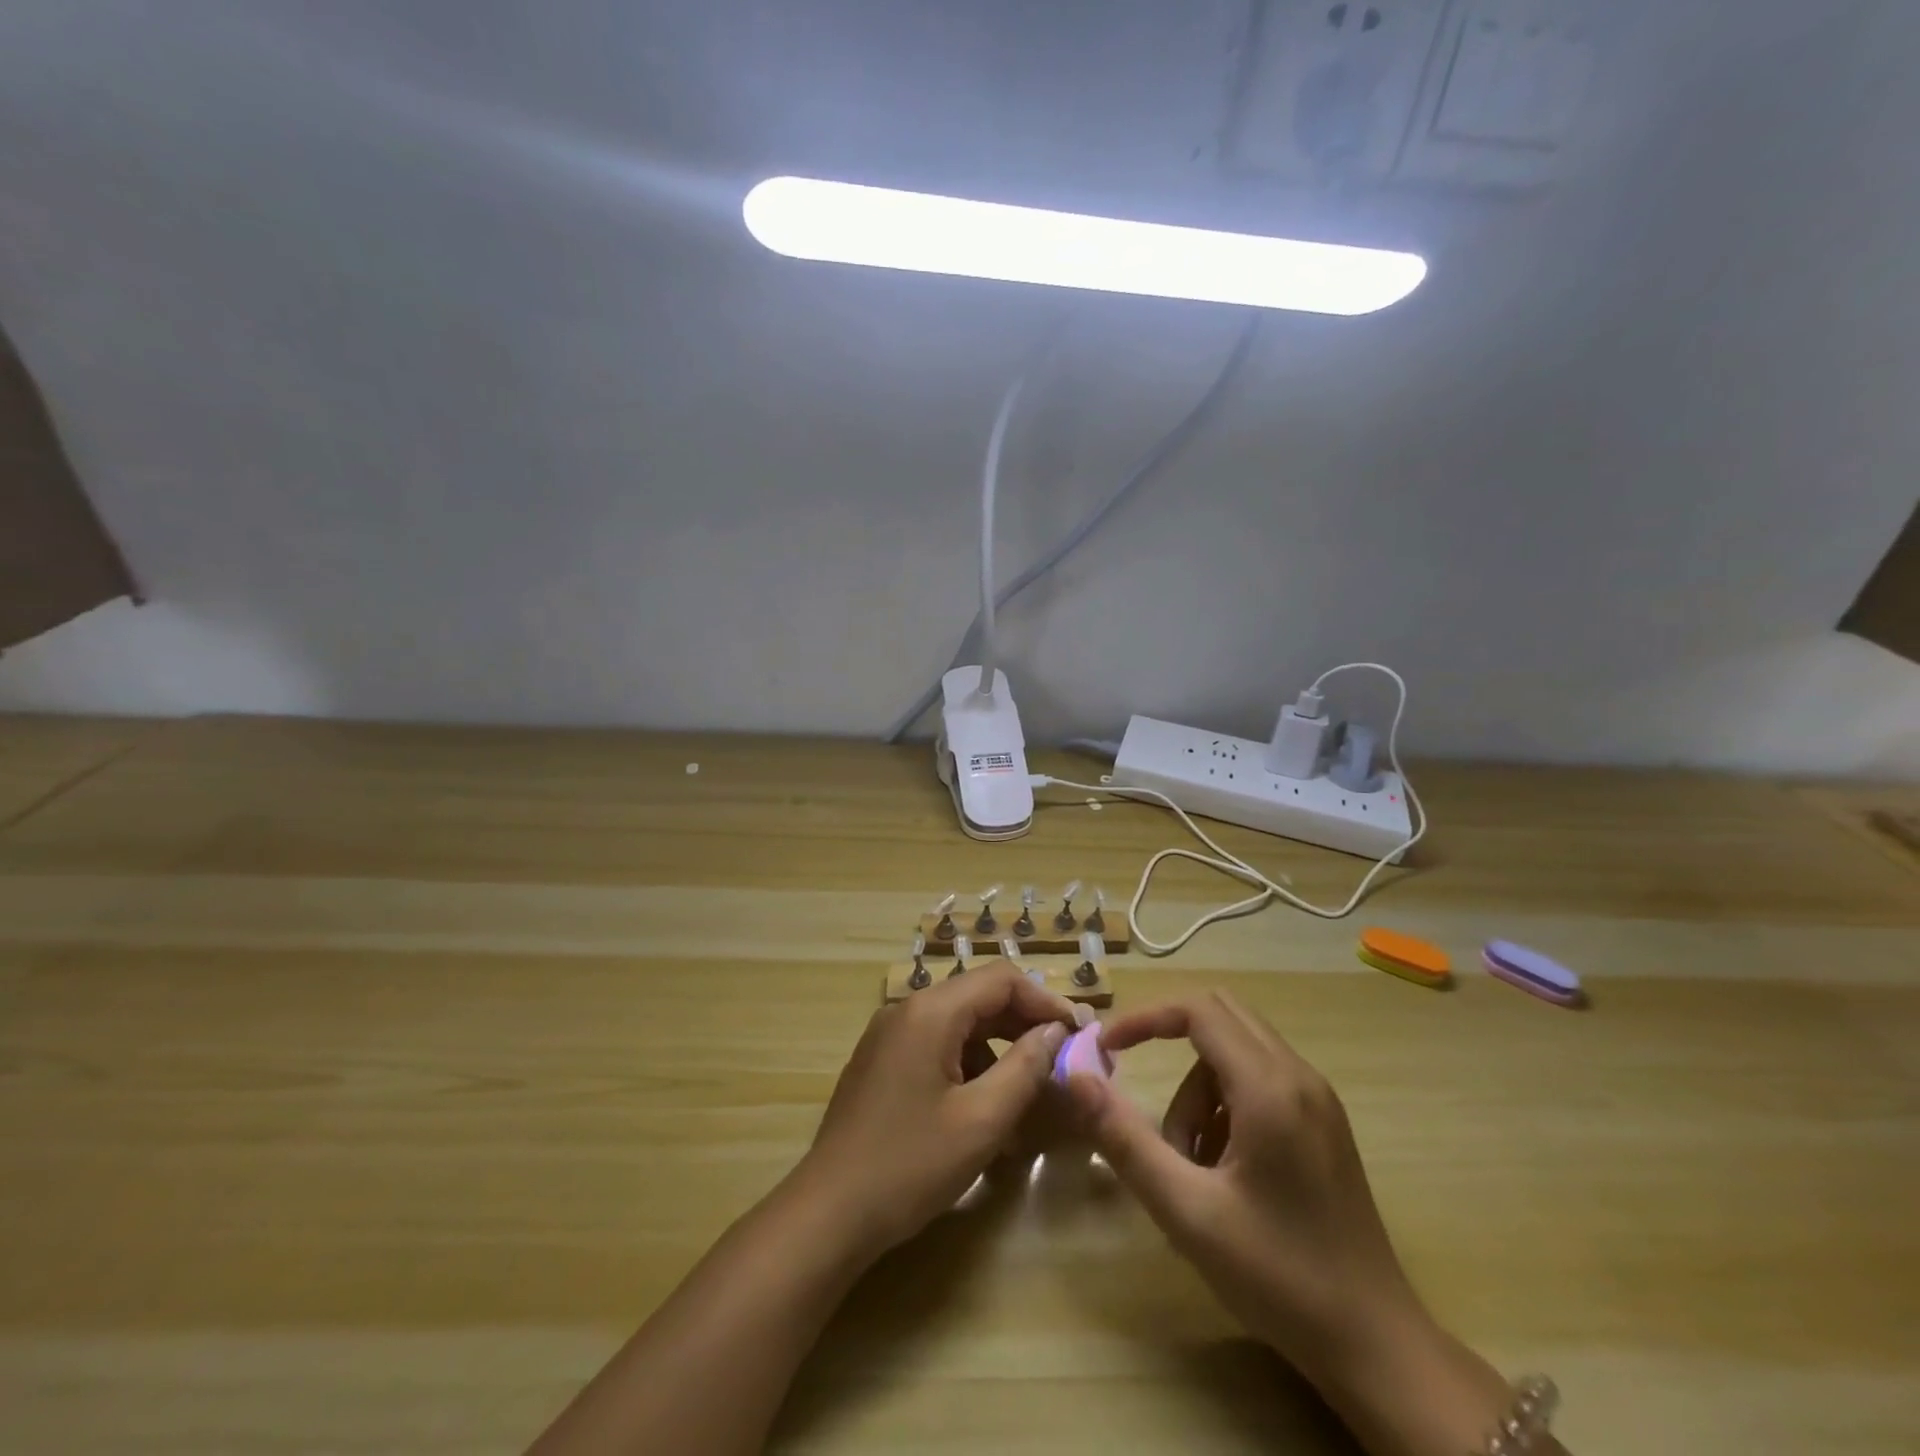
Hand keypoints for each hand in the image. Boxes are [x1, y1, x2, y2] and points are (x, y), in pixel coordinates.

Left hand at [794, 962, 1076, 1251]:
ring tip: (1030, 1090)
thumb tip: (1054, 1031)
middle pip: (979, 998)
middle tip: (1062, 1060)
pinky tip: (986, 1108)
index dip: (1044, 1001)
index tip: (1077, 1033)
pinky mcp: (883, 1062)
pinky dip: (970, 1065)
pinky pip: (937, 1047)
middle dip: (1024, 1025)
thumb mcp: (981, 1120)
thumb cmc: (910, 1164)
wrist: (828, 1213)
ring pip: (960, 1024)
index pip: (1001, 979)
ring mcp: (890, 1036)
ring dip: (999, 1048)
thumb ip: (1025, 1068)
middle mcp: (907, 1010)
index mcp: (930, 1011)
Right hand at [1065, 992, 1518, 1455]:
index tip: (1107, 1048)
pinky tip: (1224, 1168)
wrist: (1376, 1343)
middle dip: (1169, 1042)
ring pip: (1236, 1051)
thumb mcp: (1187, 1211)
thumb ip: (1125, 1139)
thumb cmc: (1278, 1276)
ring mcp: (1317, 1098)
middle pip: (1220, 1015)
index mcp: (1269, 1088)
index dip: (1145, 1018)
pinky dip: (1225, 1103)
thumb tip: (1076, 1079)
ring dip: (1197, 1087)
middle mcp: (1299, 1076)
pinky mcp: (1323, 1121)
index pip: (1198, 1010)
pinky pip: (1260, 1078)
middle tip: (1136, 1084)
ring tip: (1189, 1161)